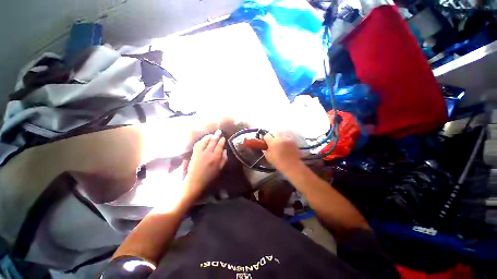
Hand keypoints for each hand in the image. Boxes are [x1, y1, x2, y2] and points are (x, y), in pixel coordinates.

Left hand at [185, 130, 227, 197]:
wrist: (195, 180)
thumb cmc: (209, 176)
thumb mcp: (219, 169)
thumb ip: (224, 159)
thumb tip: (225, 150)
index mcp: (215, 157)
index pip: (219, 146)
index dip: (222, 141)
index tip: (223, 138)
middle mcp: (208, 153)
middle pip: (213, 141)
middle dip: (216, 135)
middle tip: (219, 131)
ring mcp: (200, 152)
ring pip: (205, 141)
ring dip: (209, 136)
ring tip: (211, 135)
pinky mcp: (194, 153)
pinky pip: (198, 144)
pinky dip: (201, 140)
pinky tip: (203, 139)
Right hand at [263, 132, 301, 171]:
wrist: (292, 165)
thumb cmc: (278, 162)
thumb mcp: (268, 157)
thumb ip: (265, 149)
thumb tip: (264, 145)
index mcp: (273, 142)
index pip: (266, 135)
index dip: (264, 138)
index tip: (265, 142)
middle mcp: (280, 138)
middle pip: (273, 132)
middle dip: (271, 135)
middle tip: (271, 141)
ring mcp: (287, 138)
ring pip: (280, 133)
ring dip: (278, 136)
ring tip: (277, 141)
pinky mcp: (292, 140)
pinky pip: (286, 136)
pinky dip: (284, 138)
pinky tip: (283, 143)